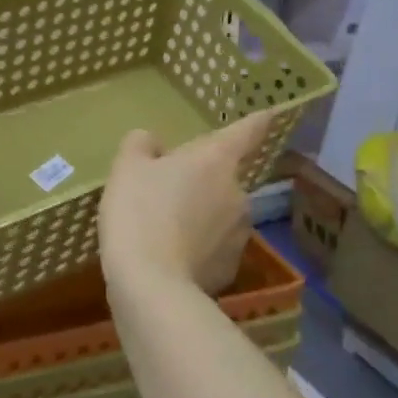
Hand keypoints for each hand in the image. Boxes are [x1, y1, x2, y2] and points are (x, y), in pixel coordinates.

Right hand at [98, 111, 277, 298]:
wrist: (151, 284)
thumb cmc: (139, 212)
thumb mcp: (126, 167)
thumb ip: (141, 145)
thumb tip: (154, 145)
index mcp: (216, 160)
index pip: (246, 132)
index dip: (258, 121)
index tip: (271, 113)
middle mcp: (238, 192)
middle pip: (223, 178)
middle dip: (201, 181)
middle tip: (165, 192)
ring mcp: (240, 233)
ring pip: (220, 214)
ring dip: (201, 215)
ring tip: (165, 230)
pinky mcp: (232, 268)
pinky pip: (215, 248)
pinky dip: (199, 248)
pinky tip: (172, 258)